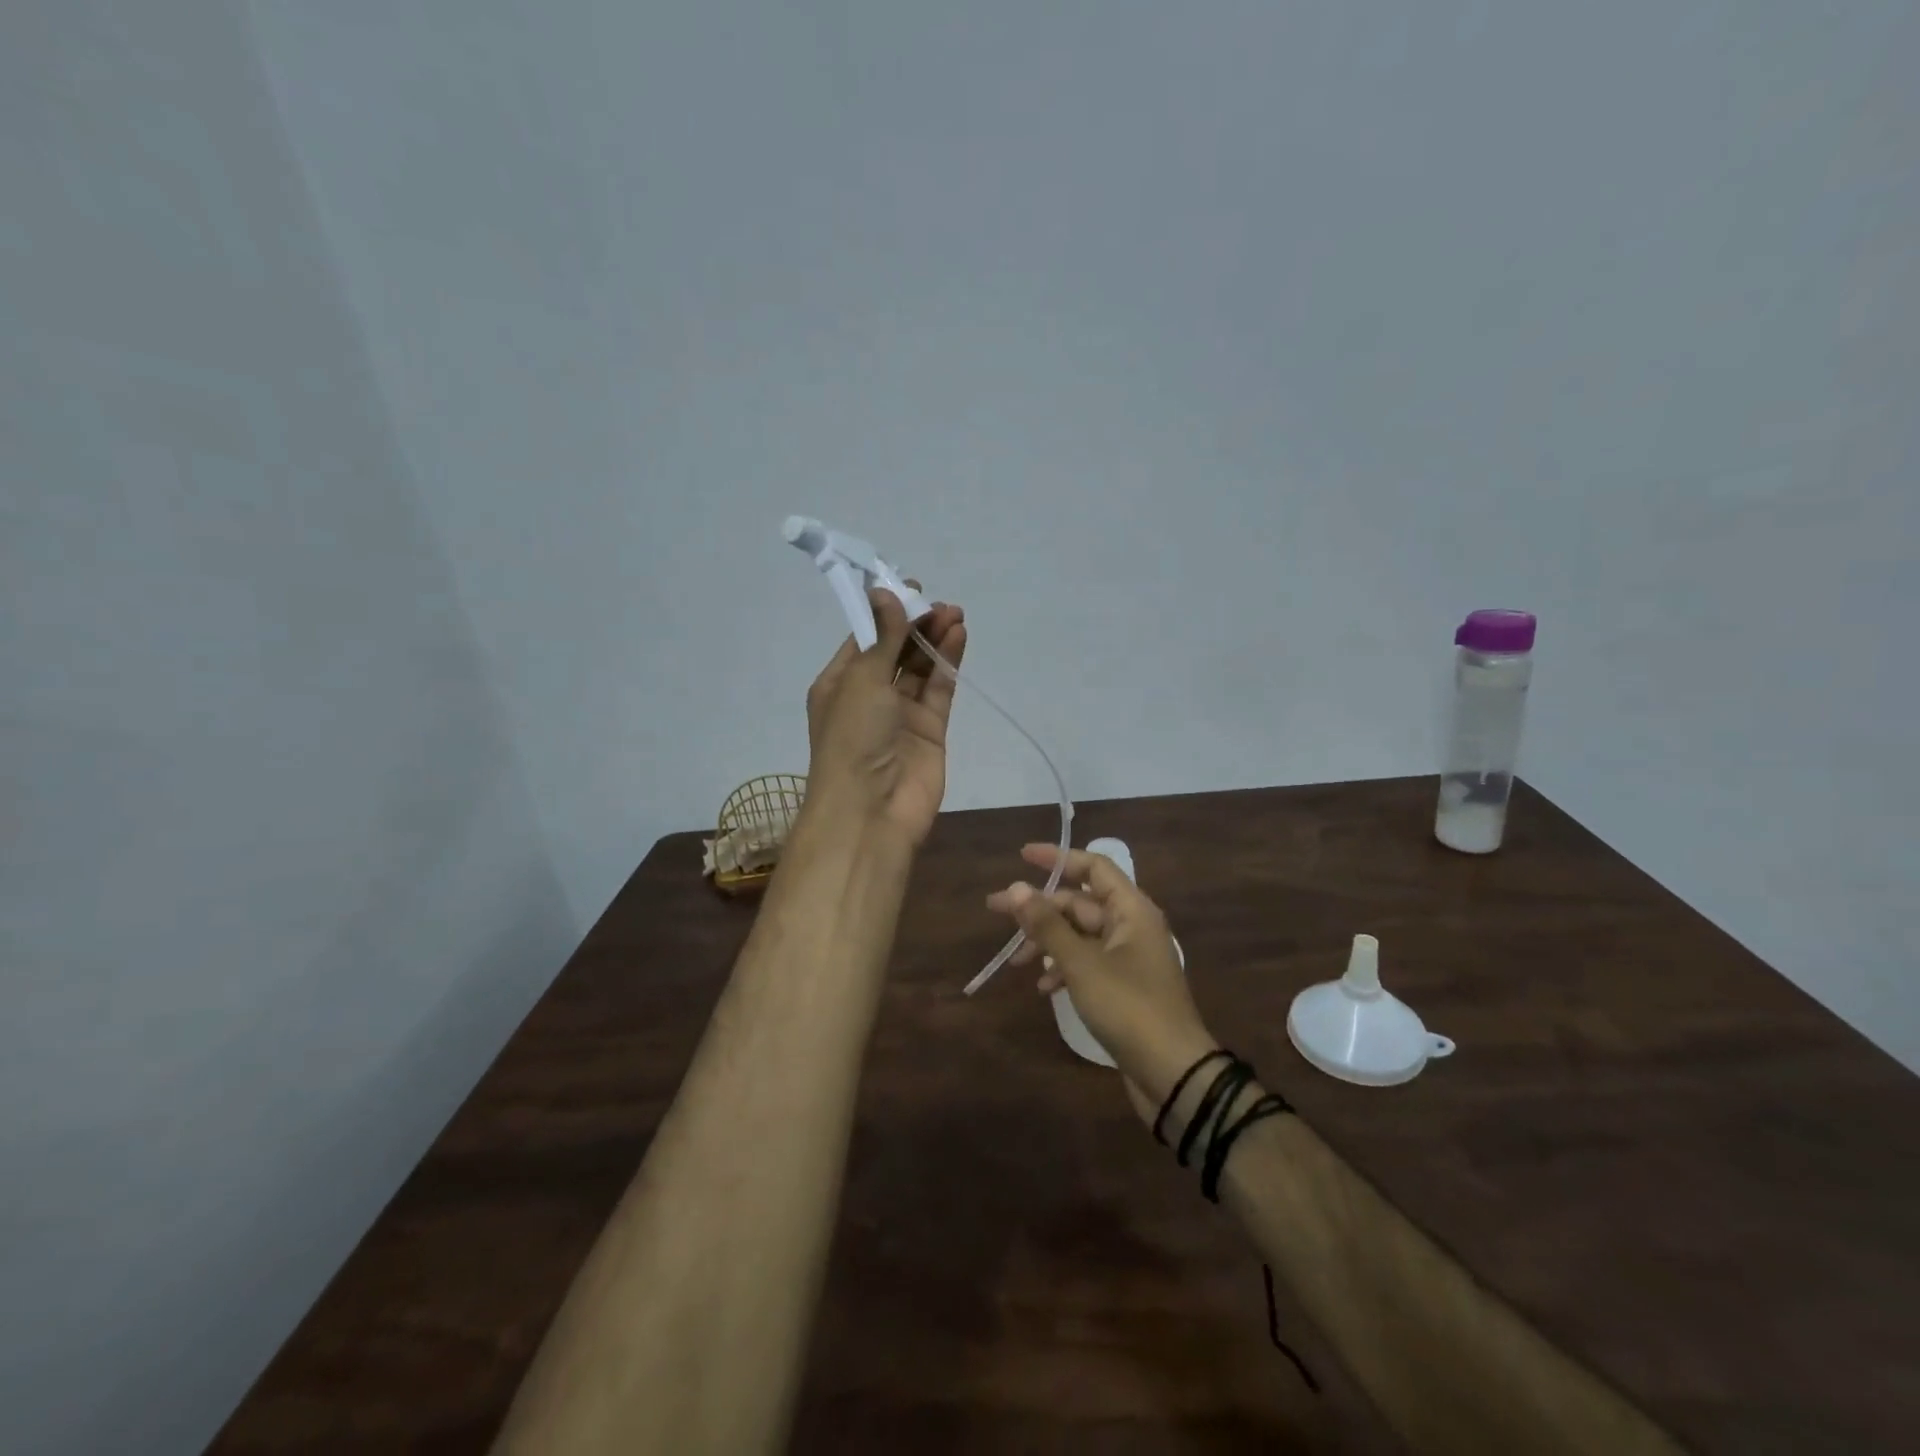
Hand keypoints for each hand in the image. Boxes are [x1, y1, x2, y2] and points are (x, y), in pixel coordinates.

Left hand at [803, 585, 966, 847]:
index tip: (910, 589)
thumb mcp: (862, 679)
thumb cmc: (853, 737)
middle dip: (915, 624)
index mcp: (839, 683)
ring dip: (934, 640)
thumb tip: (885, 593)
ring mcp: (901, 714)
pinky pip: (939, 688)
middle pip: (895, 650)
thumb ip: (882, 637)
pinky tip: (958, 636)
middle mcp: (869, 696)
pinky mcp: (930, 730)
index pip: (864, 639)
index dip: (886, 613)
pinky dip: (948, 663)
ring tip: (954, 614)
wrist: (871, 810)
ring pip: (920, 668)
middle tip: (939, 603)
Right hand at [986, 845, 1218, 1127]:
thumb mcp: (1081, 963)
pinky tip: (1044, 987)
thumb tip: (1016, 888)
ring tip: (1017, 960)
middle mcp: (1132, 926)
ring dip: (1048, 941)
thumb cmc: (1128, 1008)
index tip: (1022, 856)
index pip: (1093, 867)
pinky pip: (1087, 962)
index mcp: (1131, 910)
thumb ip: (1047, 925)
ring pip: (1080, 935)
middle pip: (1080, 903)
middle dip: (1040, 907)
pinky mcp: (1124, 987)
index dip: (1058, 858)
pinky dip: (1064, 968)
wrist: (1173, 1073)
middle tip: (997, 910)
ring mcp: (1129, 958)